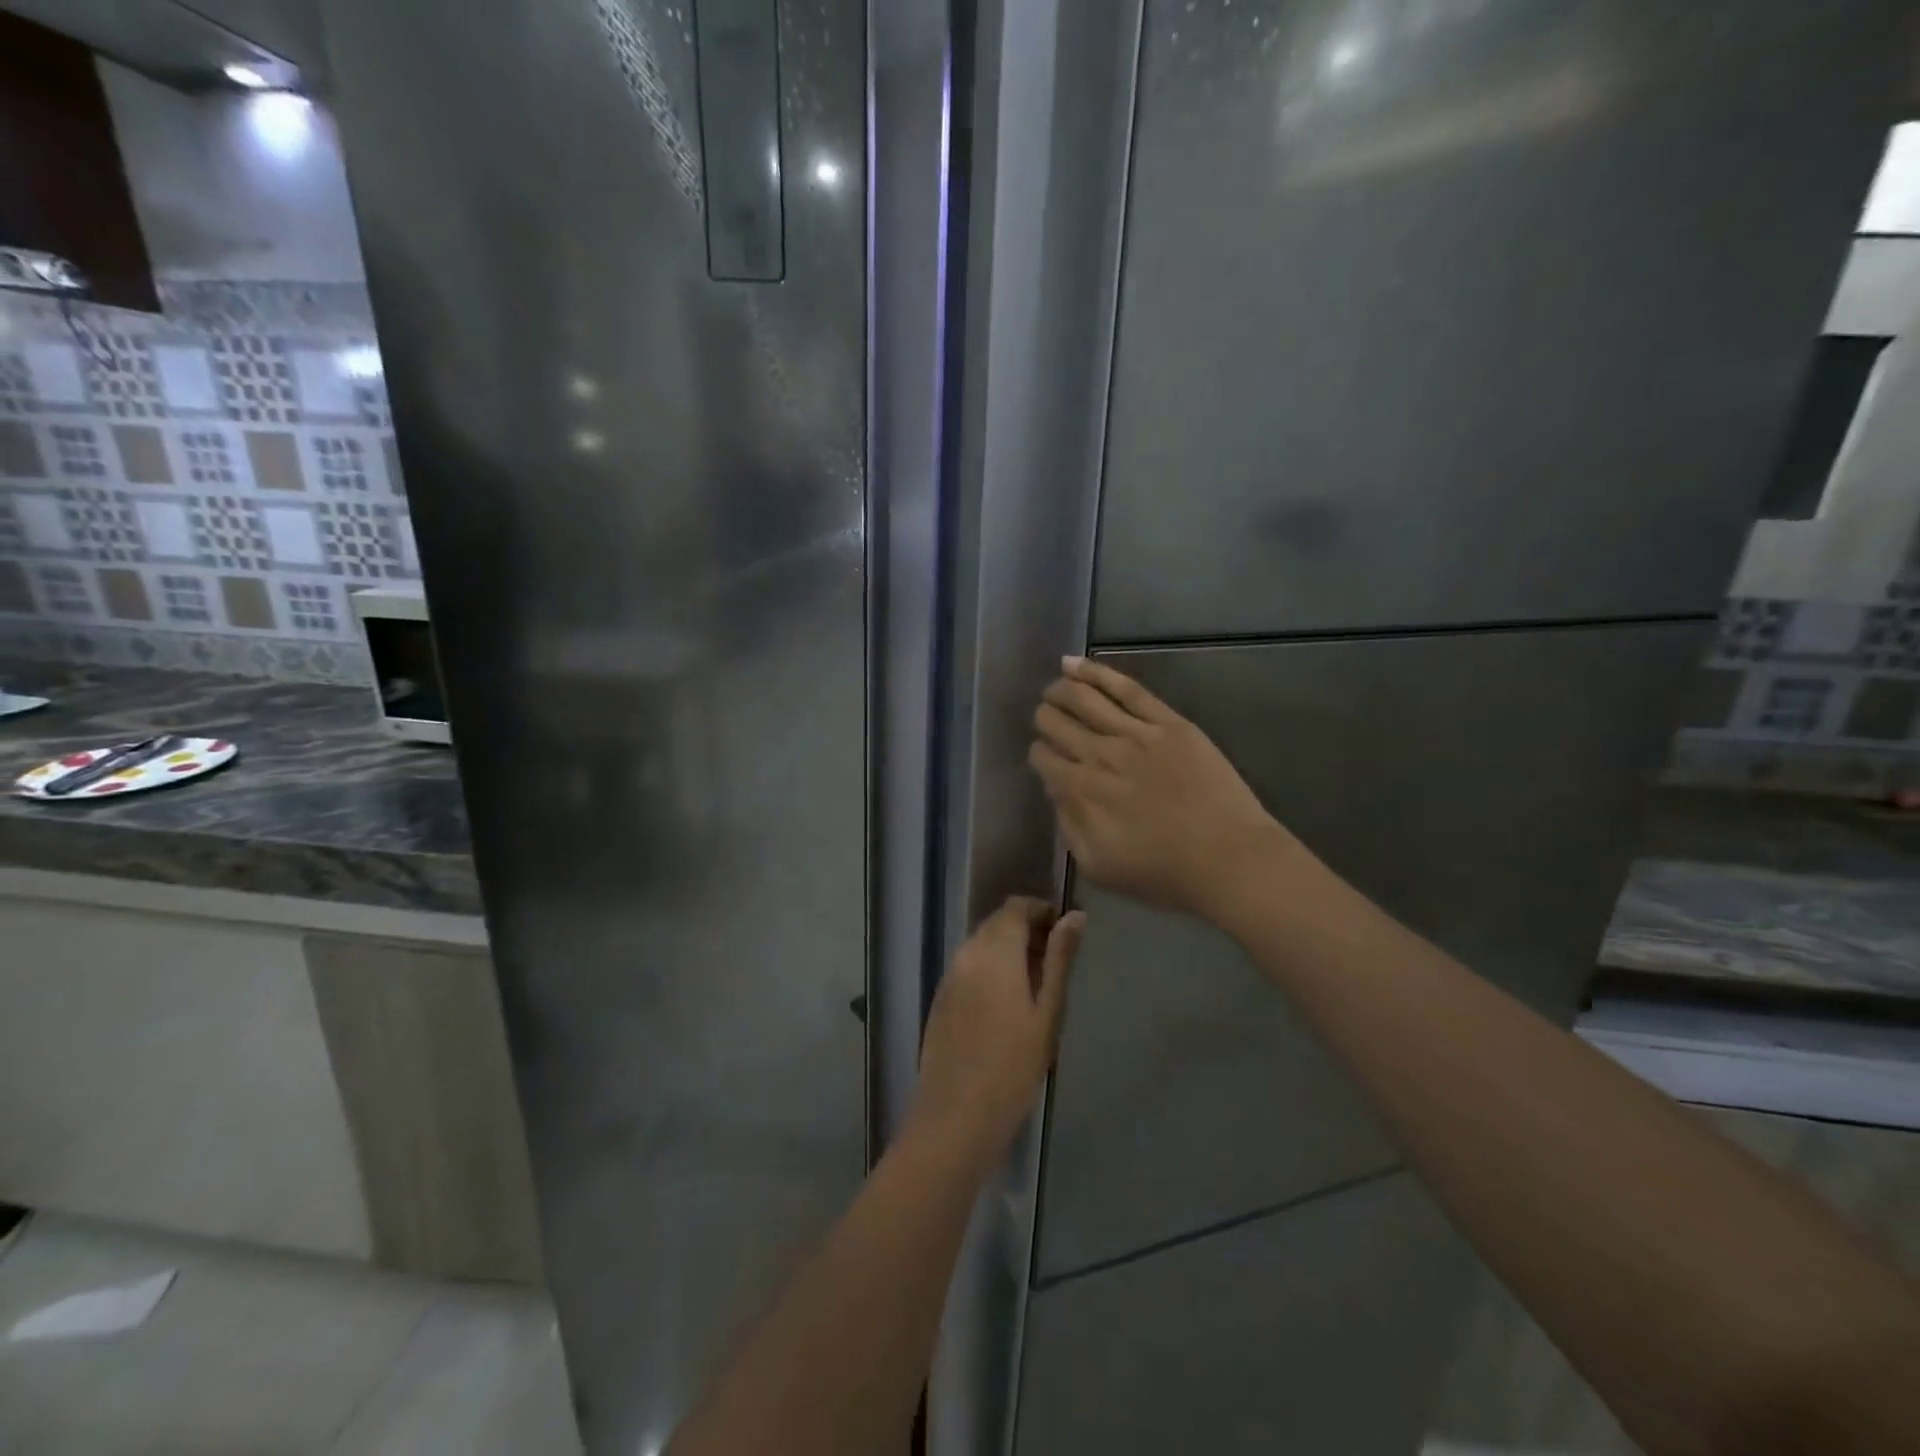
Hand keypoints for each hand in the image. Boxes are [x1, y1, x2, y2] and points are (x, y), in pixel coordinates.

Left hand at [909, 897, 1084, 1170]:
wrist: (956, 1115)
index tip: (1064, 932)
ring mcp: (949, 976)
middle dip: (1026, 930)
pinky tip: (1006, 1003)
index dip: (1040, 911)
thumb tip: (1075, 916)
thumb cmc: (1013, 1066)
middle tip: (1055, 961)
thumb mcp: (1047, 1012)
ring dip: (1007, 950)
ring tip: (1036, 984)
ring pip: (981, 944)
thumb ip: (1060, 959)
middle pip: (996, 923)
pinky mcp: (940, 998)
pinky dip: (989, 968)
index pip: (1015, 907)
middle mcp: (966, 954)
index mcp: (994, 952)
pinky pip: (968, 966)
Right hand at [1029, 657, 1295, 921]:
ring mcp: (1136, 733)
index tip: (1046, 758)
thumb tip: (1057, 791)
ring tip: (1054, 688)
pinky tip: (1074, 664)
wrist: (1229, 859)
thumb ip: (1069, 825)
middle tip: (1047, 720)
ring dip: (1060, 690)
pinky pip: (1127, 689)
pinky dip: (1096, 672)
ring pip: (1084, 698)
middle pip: (1056, 722)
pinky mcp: (1168, 722)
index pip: (1044, 757)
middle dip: (1045, 719)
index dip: (1039, 754)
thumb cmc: (1164, 872)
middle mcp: (1100, 754)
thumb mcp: (1098, 866)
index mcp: (1081, 790)